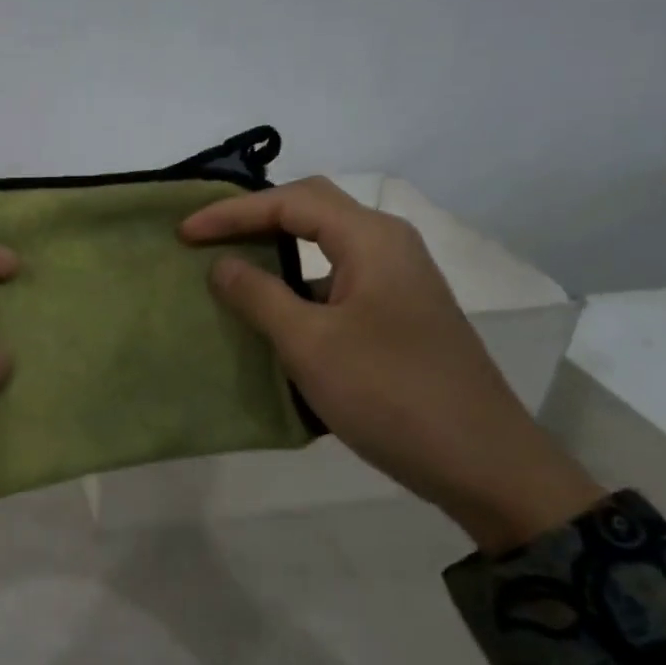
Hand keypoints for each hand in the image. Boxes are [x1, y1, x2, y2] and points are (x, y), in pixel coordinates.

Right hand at [180, 178, 602, 553]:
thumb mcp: (311, 344)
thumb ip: (260, 296)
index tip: (184, 233)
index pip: (290, 202)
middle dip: (254, 218)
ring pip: (326, 247)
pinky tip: (271, 312)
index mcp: (372, 240)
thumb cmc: (389, 393)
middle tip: (205, 236)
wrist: (481, 461)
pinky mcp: (397, 315)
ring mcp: (397, 282)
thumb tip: (222, 264)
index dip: (231, 213)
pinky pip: (336, 282)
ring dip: (276, 251)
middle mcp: (389, 247)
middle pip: (312, 210)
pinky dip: (297, 286)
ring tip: (229, 267)